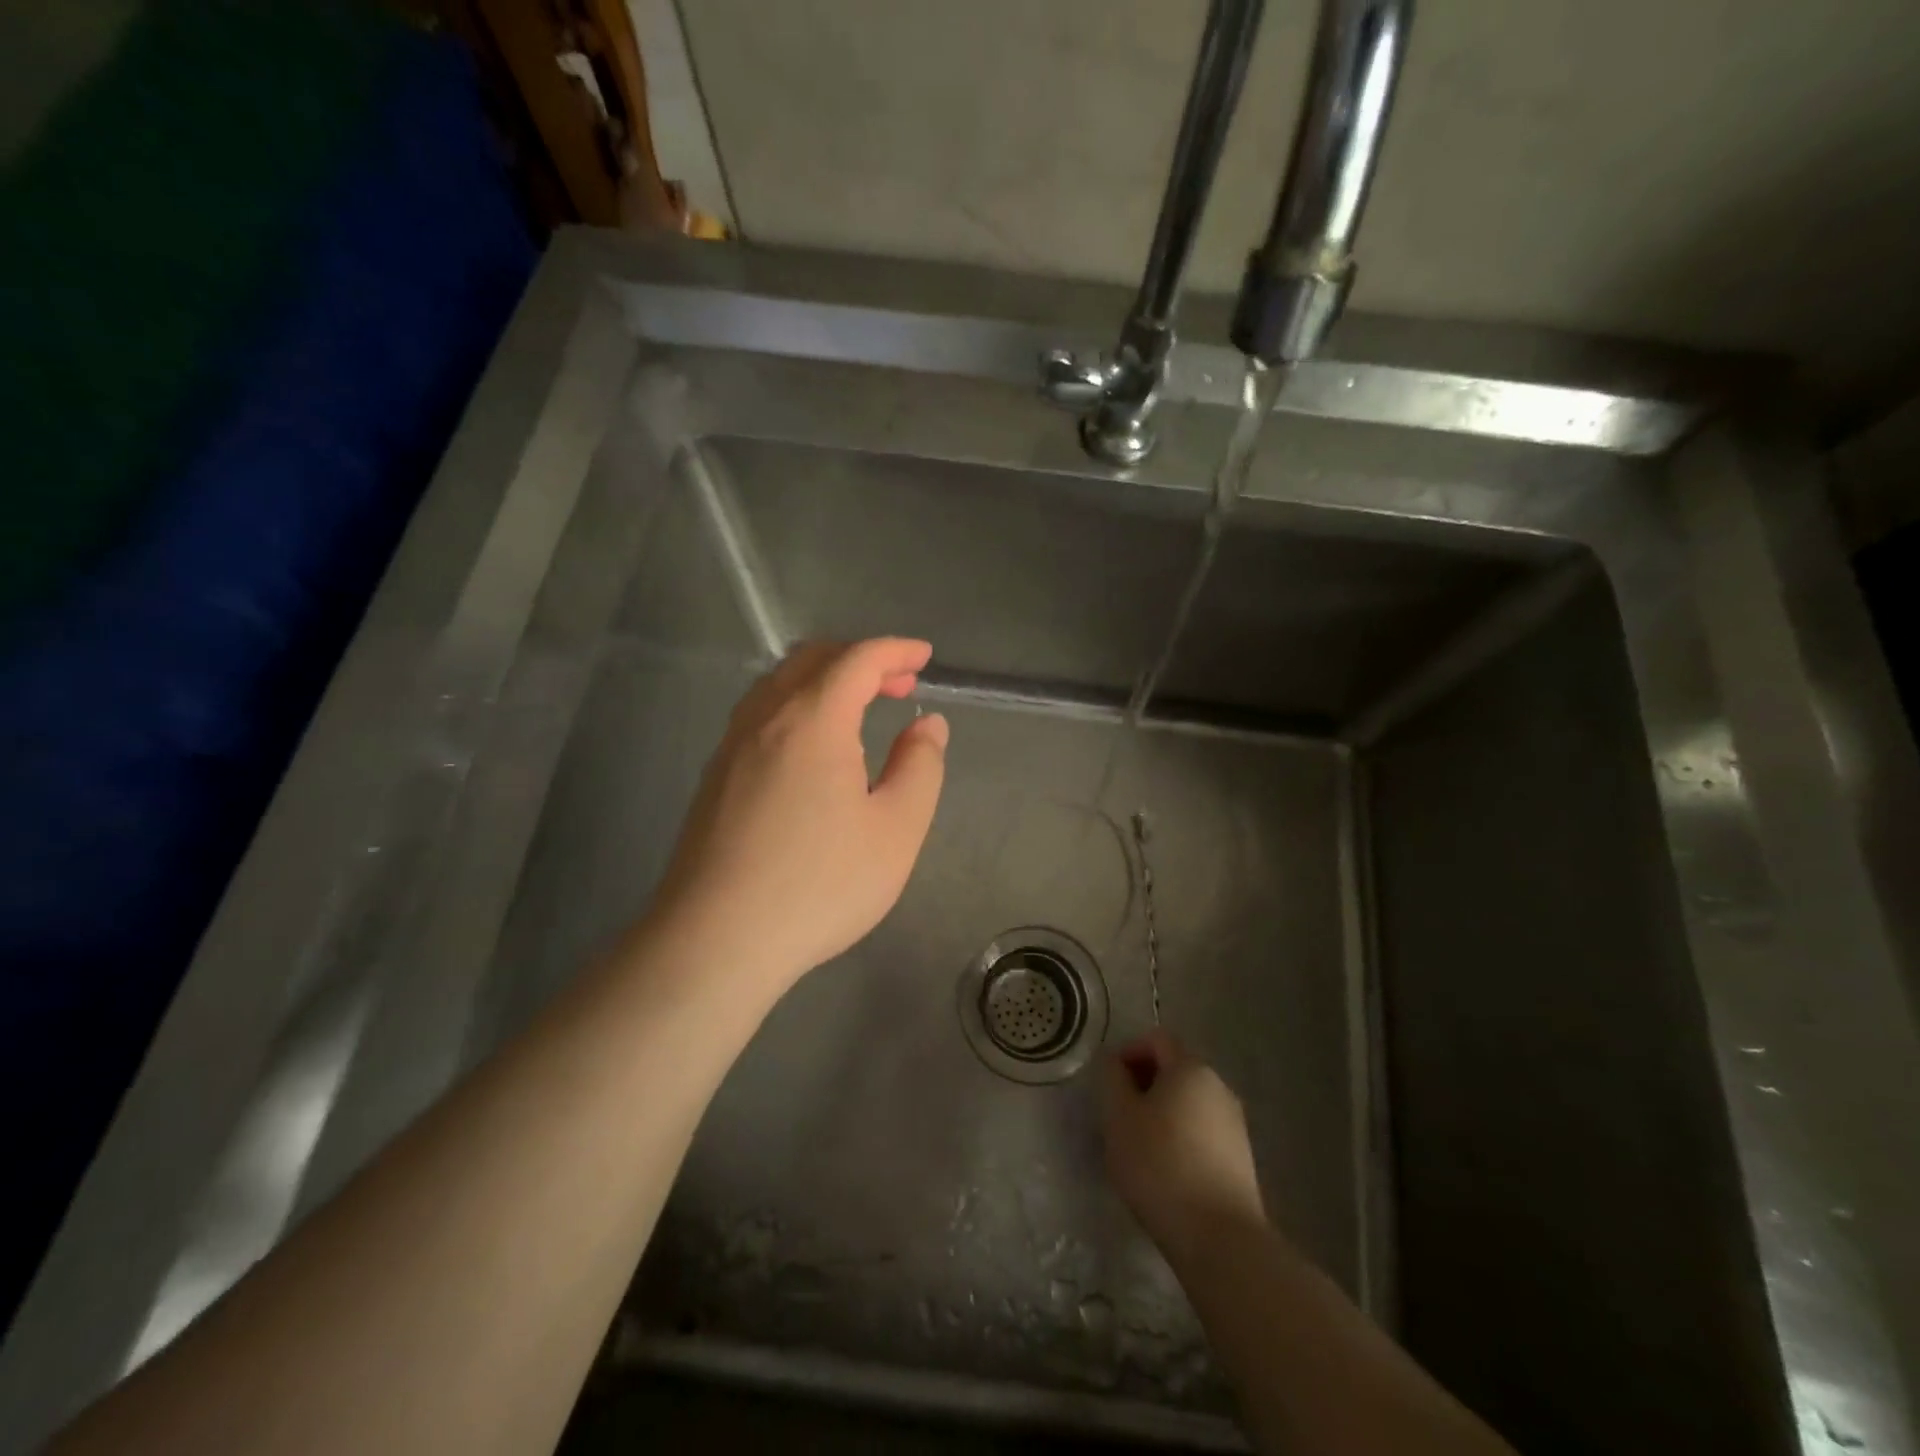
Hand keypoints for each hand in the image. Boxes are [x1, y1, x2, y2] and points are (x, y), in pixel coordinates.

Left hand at [651, 638, 948, 995]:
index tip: (925, 657)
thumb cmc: (819, 884)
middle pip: (813, 660)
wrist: (717, 940)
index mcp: (812, 720)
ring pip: (779, 685)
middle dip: (861, 660)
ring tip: (859, 710)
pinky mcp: (715, 777)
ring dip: (824, 680)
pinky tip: (812, 748)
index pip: (857, 659)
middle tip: (899, 684)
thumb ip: (919, 767)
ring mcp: (732, 747)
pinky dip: (797, 706)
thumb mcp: (896, 829)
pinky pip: (760, 714)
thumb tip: (926, 725)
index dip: (895, 650)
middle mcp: (765, 719)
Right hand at [1100, 1030, 1266, 1263]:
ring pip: (1189, 1103)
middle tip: (1119, 1116)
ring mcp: (1235, 1124)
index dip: (1129, 1053)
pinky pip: (1203, 1132)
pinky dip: (1181, 1139)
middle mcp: (1219, 1086)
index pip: (1157, 1039)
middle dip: (1144, 1085)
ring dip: (1162, 1113)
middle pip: (1175, 1069)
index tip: (1110, 1086)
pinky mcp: (1242, 1159)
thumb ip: (1112, 1079)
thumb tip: (1115, 1062)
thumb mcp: (1119, 1116)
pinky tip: (1166, 1171)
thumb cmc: (1160, 1165)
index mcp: (1191, 1068)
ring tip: (1140, 1147)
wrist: (1220, 1238)